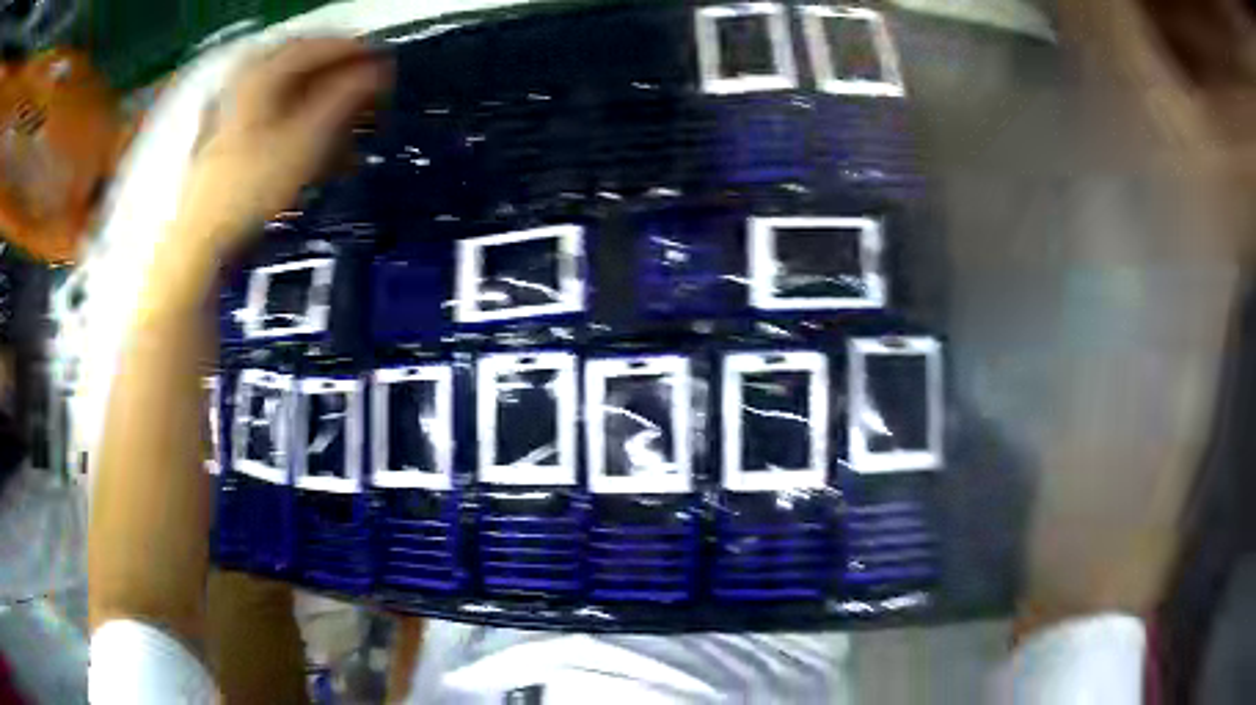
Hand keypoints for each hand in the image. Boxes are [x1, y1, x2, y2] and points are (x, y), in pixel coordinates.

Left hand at [168, 37, 389, 267]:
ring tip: (347, 132)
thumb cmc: (252, 186)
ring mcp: (233, 110)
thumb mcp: (307, 138)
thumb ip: (345, 97)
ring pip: (288, 95)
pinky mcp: (229, 139)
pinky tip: (317, 151)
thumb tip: (377, 71)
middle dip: (339, 81)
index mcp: (262, 72)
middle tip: (368, 97)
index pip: (318, 45)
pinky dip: (300, 126)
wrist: (201, 239)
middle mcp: (245, 81)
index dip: (355, 51)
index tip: (384, 64)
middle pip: (302, 68)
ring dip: (323, 107)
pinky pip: (273, 118)